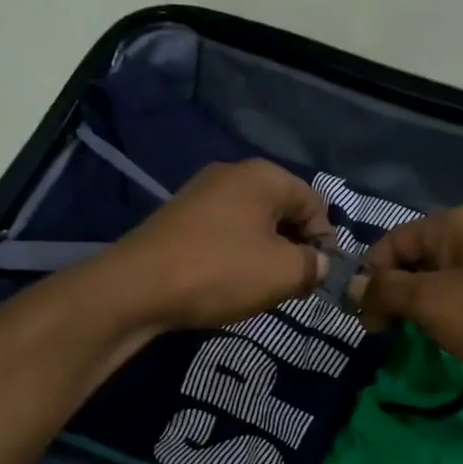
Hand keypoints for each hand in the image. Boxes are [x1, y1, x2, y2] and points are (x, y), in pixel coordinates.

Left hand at [98, 159, 334, 331]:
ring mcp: (201, 194)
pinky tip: (230, 282)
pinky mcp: (179, 218)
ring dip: (266, 254)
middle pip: (283, 210)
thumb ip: (314, 265)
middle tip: (295, 285)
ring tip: (263, 289)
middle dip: (295, 247)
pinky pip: (224, 232)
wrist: (136, 287)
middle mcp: (232, 174)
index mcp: (263, 176)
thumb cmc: (219, 272)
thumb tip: (320, 263)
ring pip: (253, 223)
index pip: (315, 202)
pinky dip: (236, 255)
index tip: (320, 276)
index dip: (325, 240)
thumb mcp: (283, 273)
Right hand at [357, 206, 462, 408]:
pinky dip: (440, 317)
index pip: (393, 242)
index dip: (370, 276)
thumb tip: (351, 288)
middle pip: (413, 260)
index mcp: (456, 224)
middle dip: (391, 294)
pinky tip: (435, 339)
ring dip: (414, 309)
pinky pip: (457, 300)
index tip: (362, 317)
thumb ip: (385, 290)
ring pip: (433, 283)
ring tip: (404, 338)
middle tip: (380, 332)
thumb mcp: (431, 302)